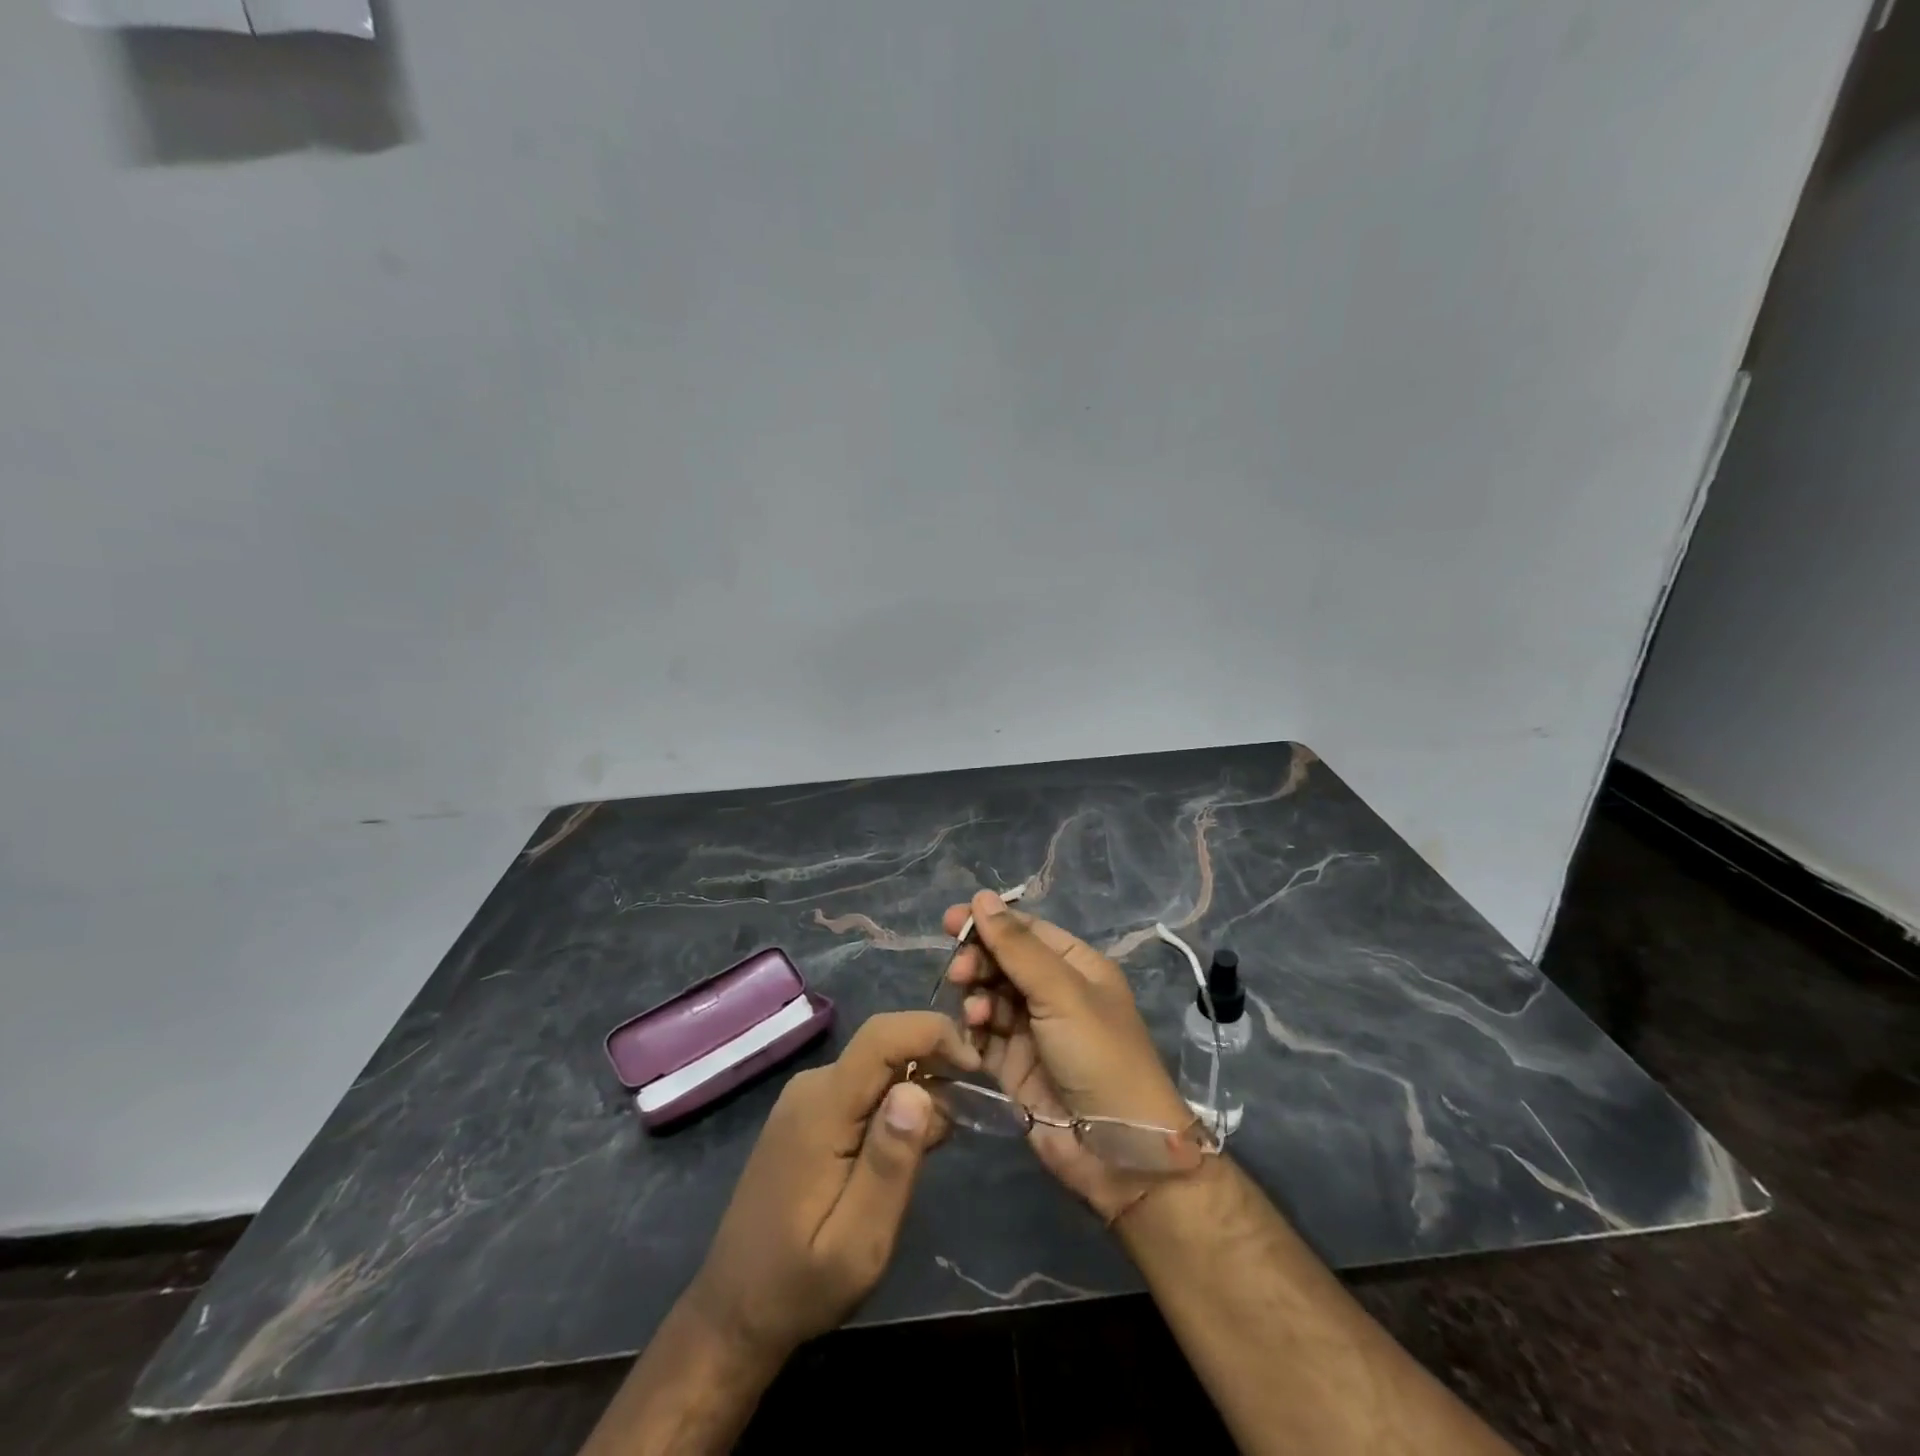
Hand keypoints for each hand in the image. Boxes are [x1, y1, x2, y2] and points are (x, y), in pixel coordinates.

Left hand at [683, 1010, 978, 1362]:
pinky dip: (893, 1105)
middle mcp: (811, 1088)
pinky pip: (860, 1089)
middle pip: (883, 1047)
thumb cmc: (799, 1286)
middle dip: (932, 1065)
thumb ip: (889, 1164)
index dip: (933, 1033)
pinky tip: (906, 1149)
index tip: (975, 1068)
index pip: (880, 1036)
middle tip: (966, 1117)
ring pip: (876, 1068)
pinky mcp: (806, 1116)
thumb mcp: (858, 1243)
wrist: (733, 1312)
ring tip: (938, 1143)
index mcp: (821, 1108)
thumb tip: (918, 1090)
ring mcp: (805, 1100)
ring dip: (916, 1089)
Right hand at [942, 890, 1198, 1221]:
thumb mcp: (1061, 993)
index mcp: (1077, 967)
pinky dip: (974, 1030)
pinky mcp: (1015, 1066)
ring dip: (976, 997)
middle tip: (960, 972)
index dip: (990, 923)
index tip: (950, 921)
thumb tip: (981, 897)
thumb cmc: (1099, 1056)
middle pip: (1004, 963)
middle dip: (979, 961)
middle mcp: (1055, 994)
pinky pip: (985, 1036)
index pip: (1027, 932)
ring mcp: (1034, 1031)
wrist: (1117, 1152)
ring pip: (990, 997)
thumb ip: (1017, 947)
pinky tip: (972, 1032)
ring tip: (974, 1011)